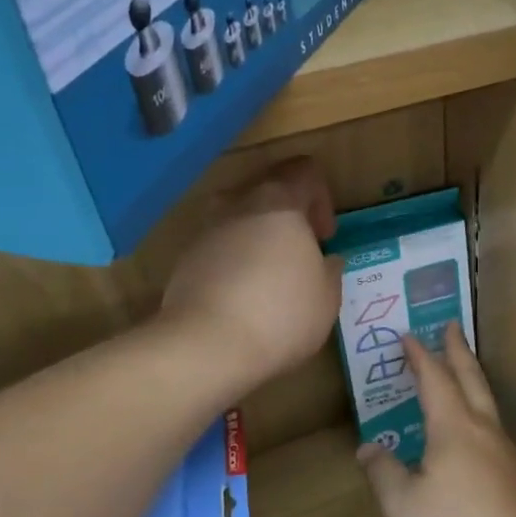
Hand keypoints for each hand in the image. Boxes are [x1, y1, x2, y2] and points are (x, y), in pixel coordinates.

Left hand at [159, 157, 342, 392]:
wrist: (206, 345)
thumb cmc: (281, 314)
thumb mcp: (327, 297)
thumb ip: (330, 270)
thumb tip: (326, 260)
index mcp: (279, 202)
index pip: (304, 171)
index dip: (321, 197)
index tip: (324, 237)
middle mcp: (238, 205)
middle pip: (268, 188)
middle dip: (288, 216)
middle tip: (301, 252)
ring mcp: (207, 231)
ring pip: (239, 218)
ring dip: (258, 238)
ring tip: (271, 277)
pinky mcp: (185, 260)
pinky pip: (219, 248)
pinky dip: (235, 262)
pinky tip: (244, 299)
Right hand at [358, 322, 515, 516]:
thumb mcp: (403, 506)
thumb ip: (384, 473)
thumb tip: (369, 447)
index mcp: (454, 428)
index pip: (434, 379)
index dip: (419, 356)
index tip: (407, 335)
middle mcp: (484, 431)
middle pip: (471, 379)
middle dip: (458, 351)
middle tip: (451, 326)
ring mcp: (506, 454)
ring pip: (488, 402)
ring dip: (473, 378)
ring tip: (463, 372)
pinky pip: (494, 428)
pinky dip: (480, 411)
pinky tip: (476, 433)